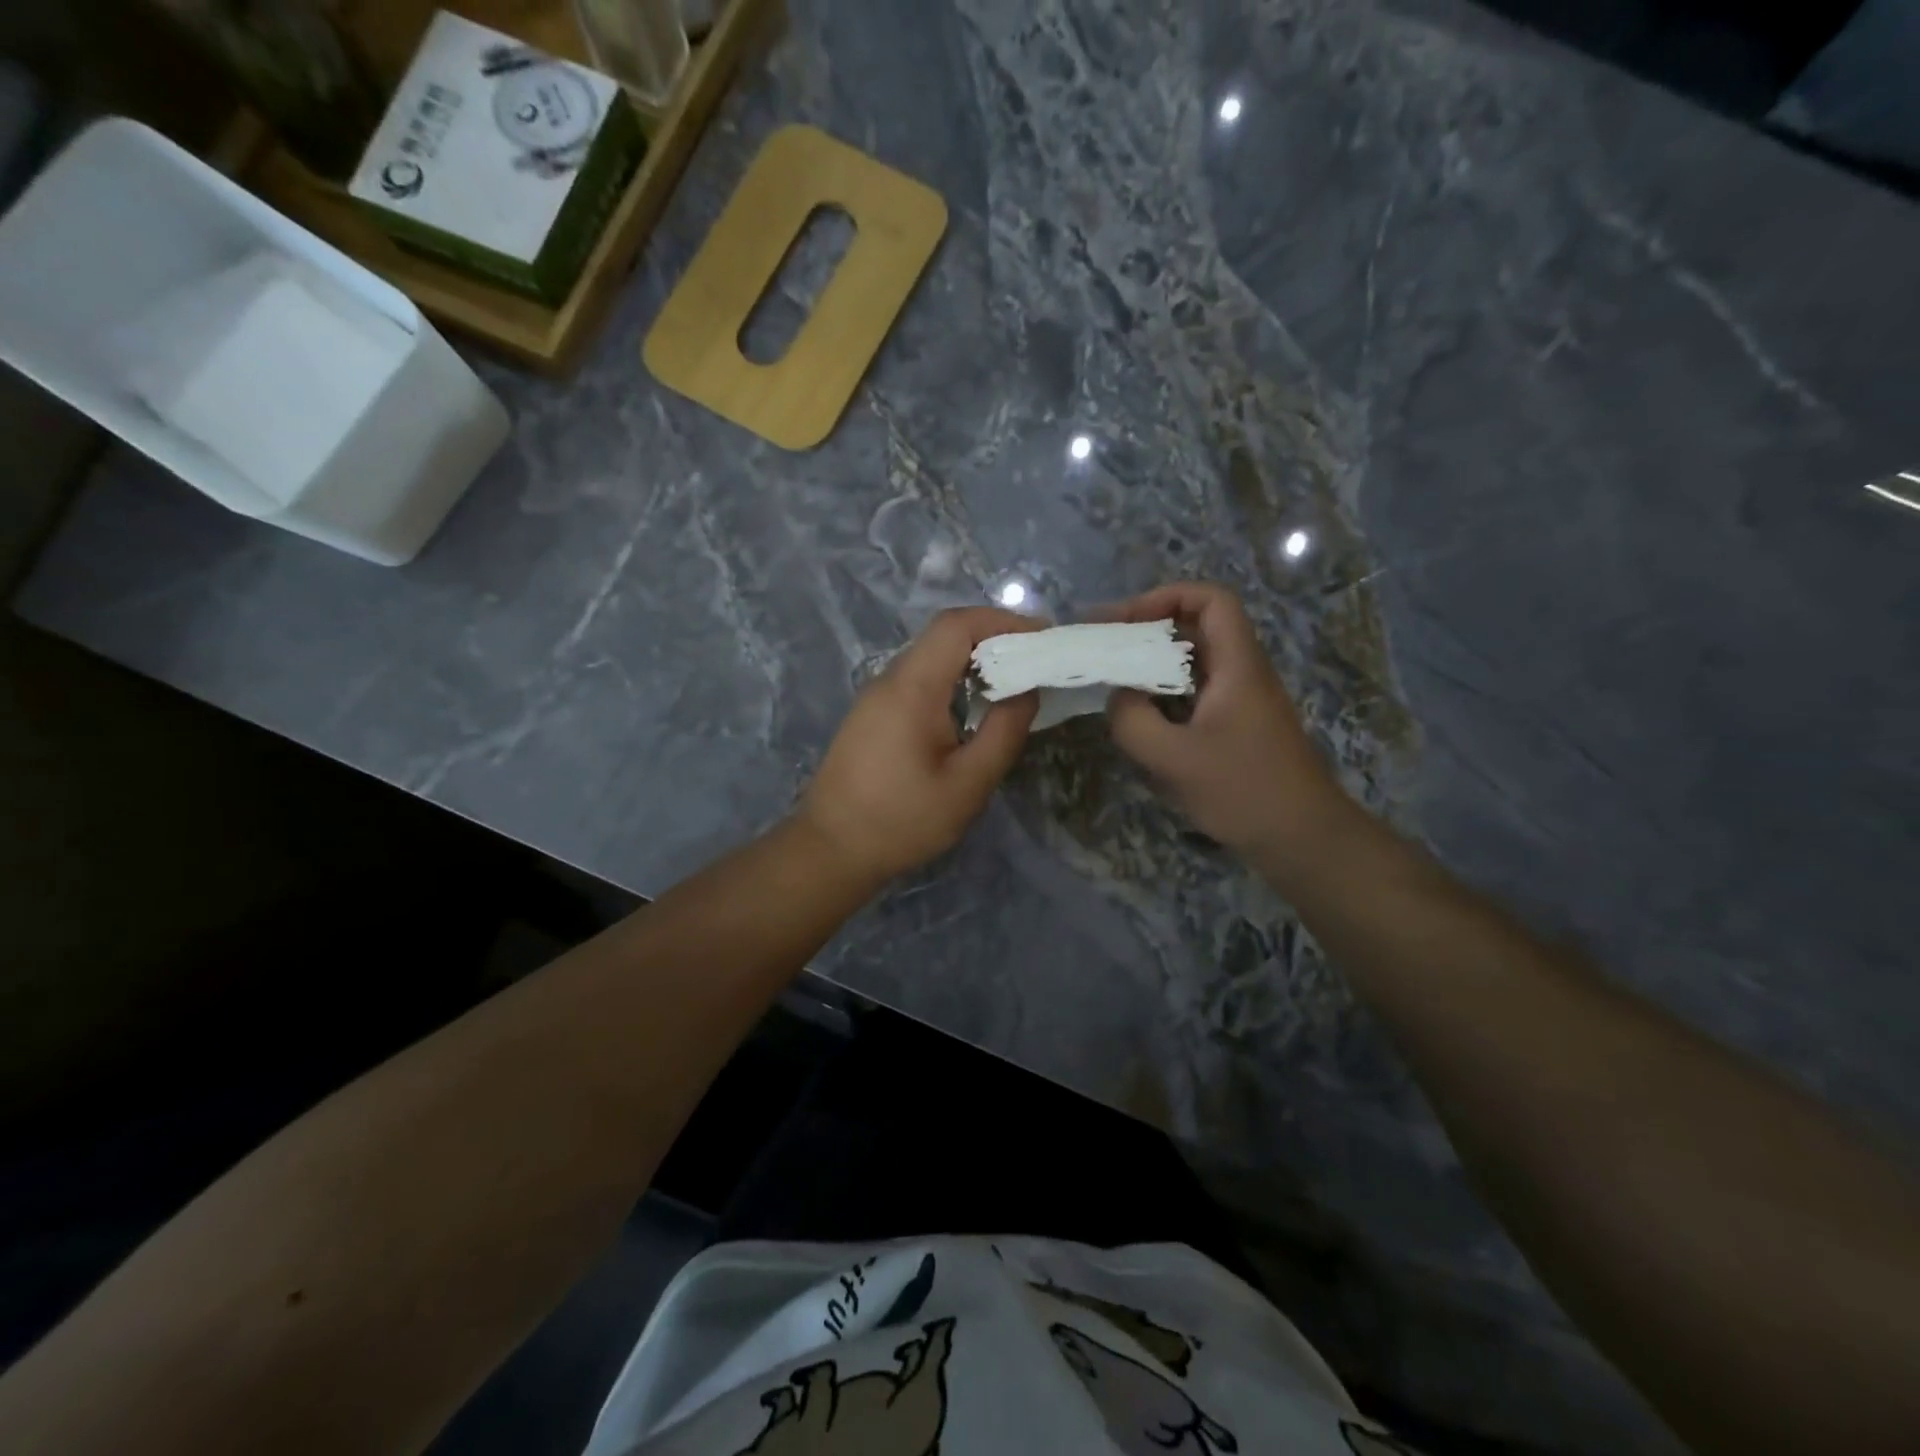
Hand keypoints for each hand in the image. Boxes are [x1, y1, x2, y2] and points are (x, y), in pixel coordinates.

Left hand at [797, 607, 1042, 885]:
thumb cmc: (902, 820)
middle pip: (943, 636)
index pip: (957, 626)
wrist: (830, 849)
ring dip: (973, 660)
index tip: (1043, 637)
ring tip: (1012, 684)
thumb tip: (1027, 689)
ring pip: (930, 657)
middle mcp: (890, 680)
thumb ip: (1004, 732)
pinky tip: (972, 708)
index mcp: (911, 688)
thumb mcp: (967, 784)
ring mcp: (876, 696)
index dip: (1003, 621)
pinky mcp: (872, 715)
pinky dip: (952, 680)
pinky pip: (917, 680)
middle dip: (994, 638)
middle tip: (1035, 662)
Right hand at [1101, 582, 1358, 862]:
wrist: (1301, 838)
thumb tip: (1117, 695)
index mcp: (1237, 665)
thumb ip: (1132, 720)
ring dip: (1154, 663)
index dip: (1166, 597)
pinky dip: (1164, 693)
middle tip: (1104, 645)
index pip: (1211, 600)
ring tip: (1113, 676)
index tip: (1124, 621)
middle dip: (1149, 629)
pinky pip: (1196, 692)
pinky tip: (1139, 715)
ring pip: (1195, 662)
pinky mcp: (1236, 727)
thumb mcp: (1174, 758)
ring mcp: (1241, 701)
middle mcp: (1242, 673)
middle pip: (1198, 627)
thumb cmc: (1243, 790)